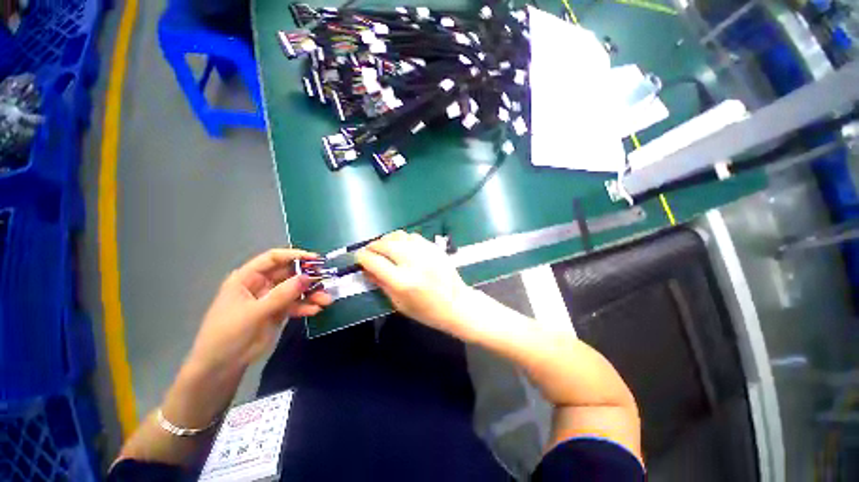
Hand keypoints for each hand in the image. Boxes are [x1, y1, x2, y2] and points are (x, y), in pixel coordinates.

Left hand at [186, 248, 332, 372]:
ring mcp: (271, 299)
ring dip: (312, 293)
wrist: (221, 366)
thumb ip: (281, 294)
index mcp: (248, 278)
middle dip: (308, 277)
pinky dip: (307, 306)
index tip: (315, 259)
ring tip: (326, 300)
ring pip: (296, 289)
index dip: (294, 255)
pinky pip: (297, 304)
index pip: (273, 259)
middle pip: (289, 273)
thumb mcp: (254, 313)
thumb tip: (307, 277)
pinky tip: (315, 310)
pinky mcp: (279, 312)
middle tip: (326, 280)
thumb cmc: (228, 334)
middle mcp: (261, 284)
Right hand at [355, 231, 476, 336]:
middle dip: (373, 246)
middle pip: (385, 244)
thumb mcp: (399, 304)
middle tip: (369, 251)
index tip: (358, 258)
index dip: (362, 257)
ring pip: (398, 236)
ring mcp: (425, 252)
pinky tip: (402, 247)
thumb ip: (381, 284)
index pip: (374, 261)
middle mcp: (413, 263)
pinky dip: (402, 239)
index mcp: (403, 281)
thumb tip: (366, 269)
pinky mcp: (434, 247)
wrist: (457, 304)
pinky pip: (412, 236)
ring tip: (384, 248)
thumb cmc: (427, 311)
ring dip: (386, 240)